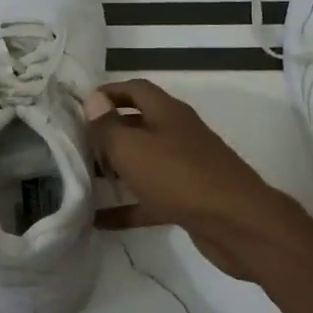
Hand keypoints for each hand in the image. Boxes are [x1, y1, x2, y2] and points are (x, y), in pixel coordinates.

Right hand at [83, 79, 306, 281]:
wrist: (236, 222)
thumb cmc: (179, 176)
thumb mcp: (133, 148)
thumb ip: (108, 126)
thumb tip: (93, 100)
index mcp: (167, 112)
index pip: (135, 89)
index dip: (108, 93)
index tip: (79, 106)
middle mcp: (178, 134)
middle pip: (139, 126)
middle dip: (109, 133)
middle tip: (76, 146)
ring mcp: (185, 167)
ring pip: (144, 163)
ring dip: (116, 170)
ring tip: (83, 179)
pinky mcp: (188, 200)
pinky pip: (150, 199)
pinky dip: (127, 208)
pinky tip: (99, 221)